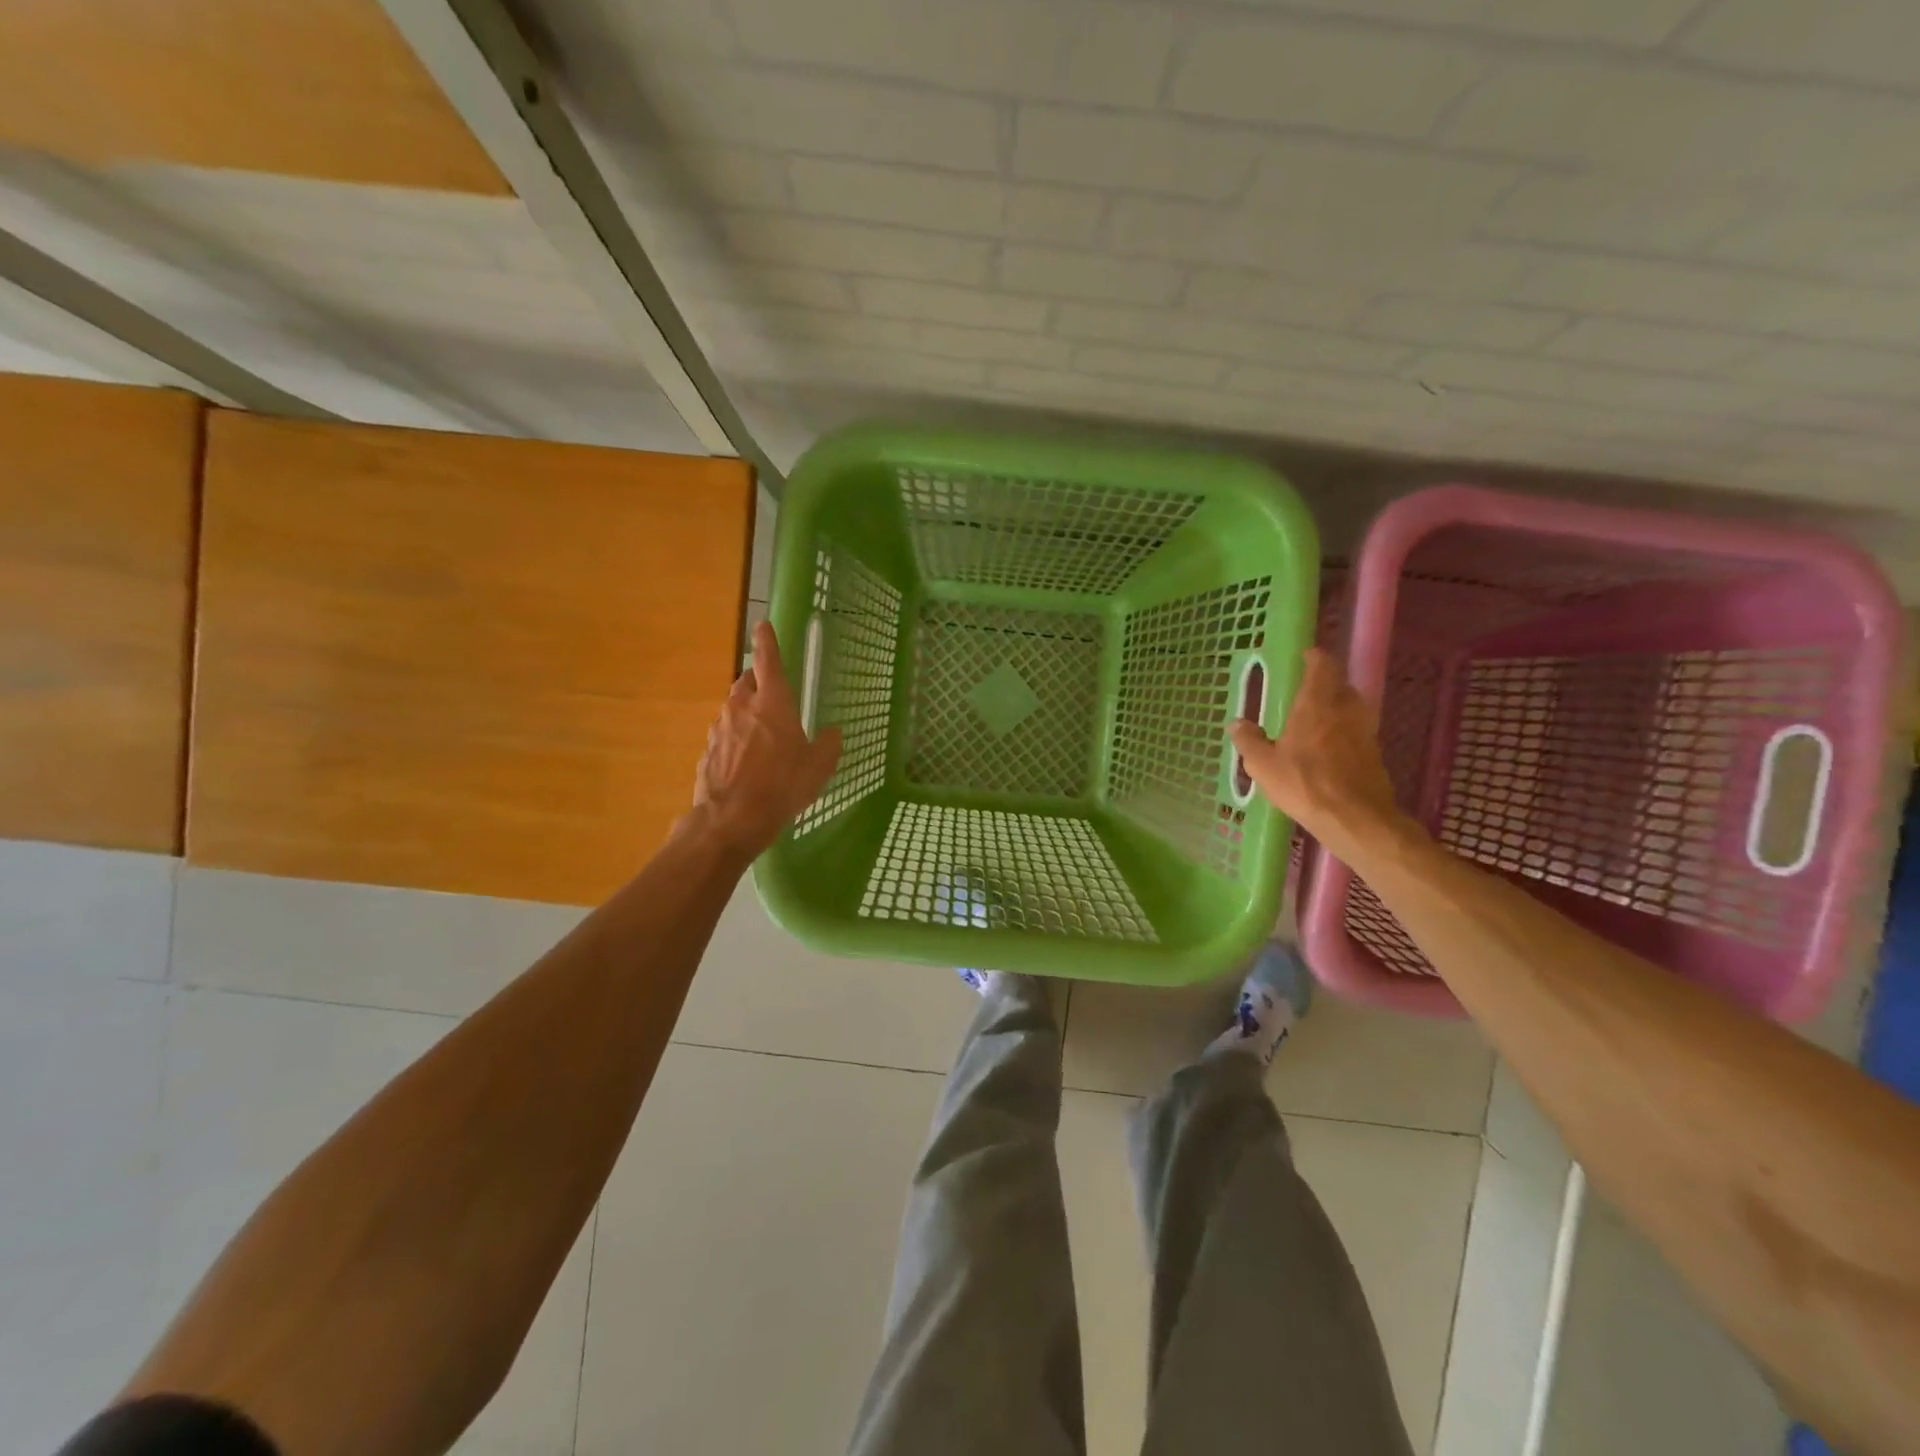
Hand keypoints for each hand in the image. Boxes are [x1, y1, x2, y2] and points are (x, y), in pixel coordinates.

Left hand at [688, 621, 842, 857]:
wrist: (731, 819)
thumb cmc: (782, 786)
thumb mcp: (819, 767)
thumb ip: (828, 744)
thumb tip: (832, 732)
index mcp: (772, 703)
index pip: (768, 661)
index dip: (767, 642)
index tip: (762, 626)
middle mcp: (742, 709)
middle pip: (746, 684)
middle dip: (756, 683)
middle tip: (771, 695)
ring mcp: (719, 730)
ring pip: (733, 711)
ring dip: (745, 715)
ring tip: (761, 738)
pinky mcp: (707, 752)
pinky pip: (724, 738)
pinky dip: (735, 742)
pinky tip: (745, 764)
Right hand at [1228, 648, 1405, 855]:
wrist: (1355, 817)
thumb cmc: (1304, 784)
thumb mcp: (1263, 765)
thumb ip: (1249, 741)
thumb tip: (1236, 722)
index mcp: (1316, 704)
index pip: (1322, 666)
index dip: (1315, 658)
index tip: (1305, 656)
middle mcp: (1344, 709)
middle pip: (1340, 683)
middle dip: (1326, 681)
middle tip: (1306, 689)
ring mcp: (1364, 730)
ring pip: (1352, 706)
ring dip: (1337, 705)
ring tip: (1318, 717)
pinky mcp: (1374, 752)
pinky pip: (1358, 729)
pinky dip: (1344, 730)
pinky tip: (1331, 746)